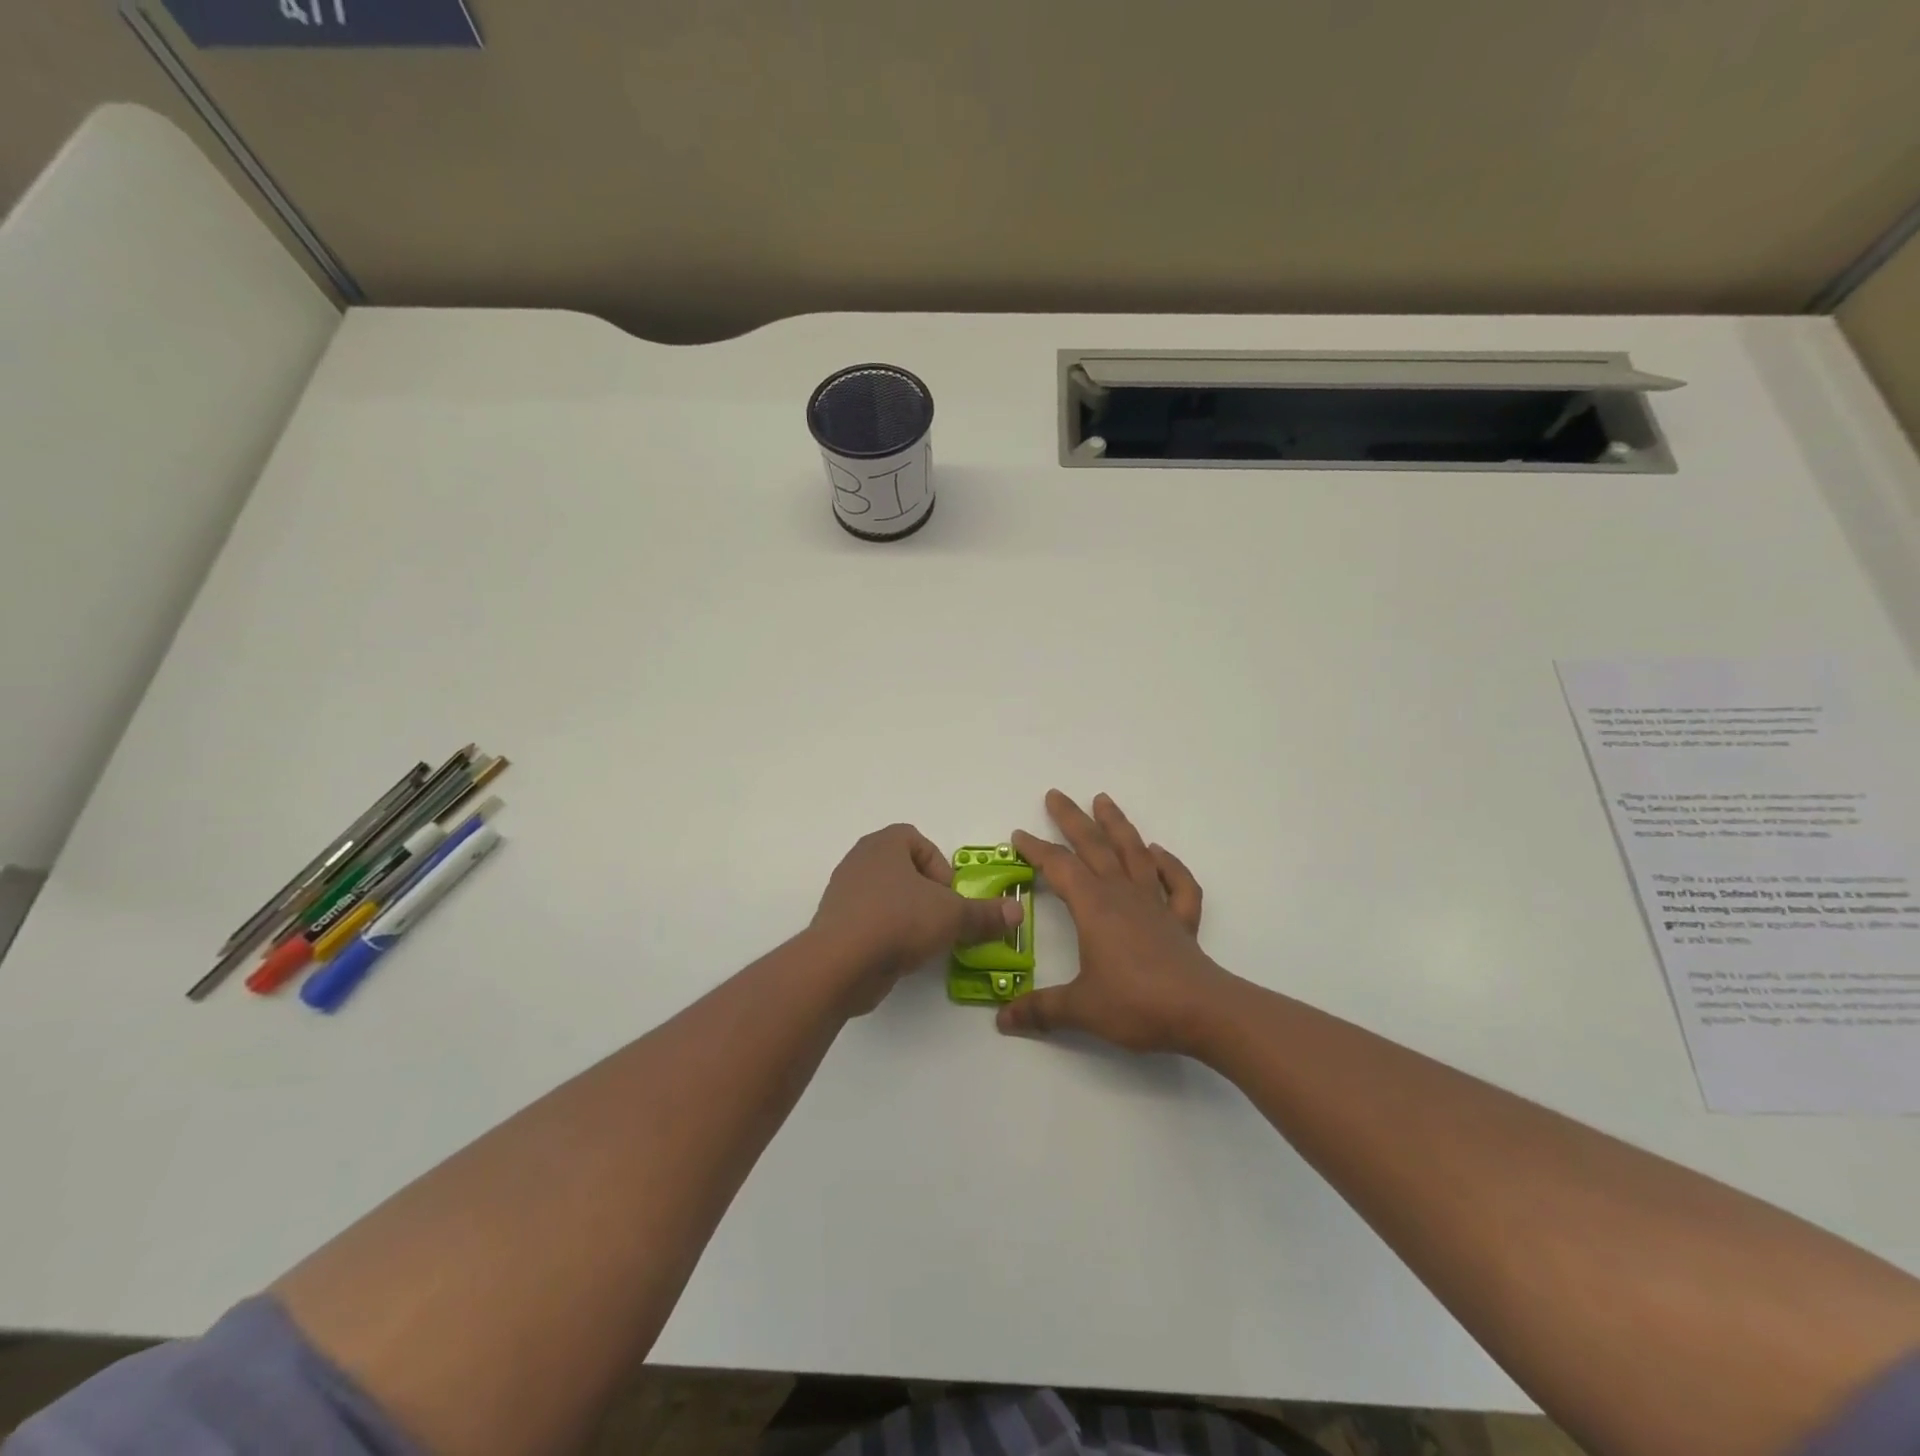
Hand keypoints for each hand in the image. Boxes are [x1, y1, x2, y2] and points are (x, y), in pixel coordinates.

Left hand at [811, 824, 1024, 1013]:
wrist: (839, 963)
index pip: (917, 841)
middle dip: (926, 894)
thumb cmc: (898, 921)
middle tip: (941, 919)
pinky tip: (899, 956)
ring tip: (923, 941)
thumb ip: (985, 914)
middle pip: (903, 869)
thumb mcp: (952, 916)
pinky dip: (886, 934)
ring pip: (885, 896)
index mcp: (884, 844)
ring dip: (907, 915)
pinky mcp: (835, 924)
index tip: (950, 896)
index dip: (940, 867)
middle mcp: (860, 861)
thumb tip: (1017, 912)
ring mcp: (843, 893)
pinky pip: (868, 921)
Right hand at [999, 791, 1231, 1053]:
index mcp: (1094, 907)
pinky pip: (1178, 884)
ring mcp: (1156, 904)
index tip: (1019, 835)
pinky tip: (1159, 854)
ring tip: (1104, 800)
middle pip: (1095, 846)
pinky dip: (1169, 865)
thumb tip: (1002, 1020)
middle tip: (1056, 795)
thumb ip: (1041, 1010)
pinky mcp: (1181, 921)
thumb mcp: (1080, 1009)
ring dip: (1118, 825)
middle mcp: (1123, 895)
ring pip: (1134, 853)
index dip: (1037, 849)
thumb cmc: (1136, 1003)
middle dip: (1072, 819)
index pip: (1059, 867)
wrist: (1202, 1012)